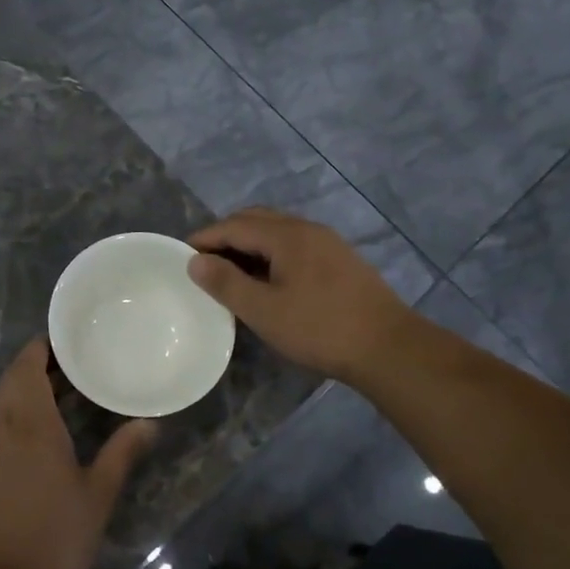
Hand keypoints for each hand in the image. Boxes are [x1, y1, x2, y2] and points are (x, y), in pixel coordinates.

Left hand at [0, 337, 156, 568]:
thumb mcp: (97, 495)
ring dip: (25, 398)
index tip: (62, 341)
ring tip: (60, 403)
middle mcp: (2, 431)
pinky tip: (38, 450)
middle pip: (11, 383)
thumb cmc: (55, 537)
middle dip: (34, 368)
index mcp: (31, 425)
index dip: (40, 349)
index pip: (26, 367)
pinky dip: (16, 427)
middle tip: (68, 369)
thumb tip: (150, 423)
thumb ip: (122, 454)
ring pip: (2, 411)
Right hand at [188, 208, 412, 384]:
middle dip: (226, 236)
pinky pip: (294, 246)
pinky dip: (270, 254)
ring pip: (277, 232)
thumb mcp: (264, 310)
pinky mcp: (340, 261)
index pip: (235, 225)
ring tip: (230, 273)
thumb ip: (226, 283)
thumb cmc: (320, 328)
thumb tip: (195, 261)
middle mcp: (307, 229)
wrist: (389, 348)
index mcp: (287, 235)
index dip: (205, 238)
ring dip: (249, 245)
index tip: (181, 255)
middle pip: (257, 220)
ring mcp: (328, 244)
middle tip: (204, 262)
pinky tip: (267, 281)